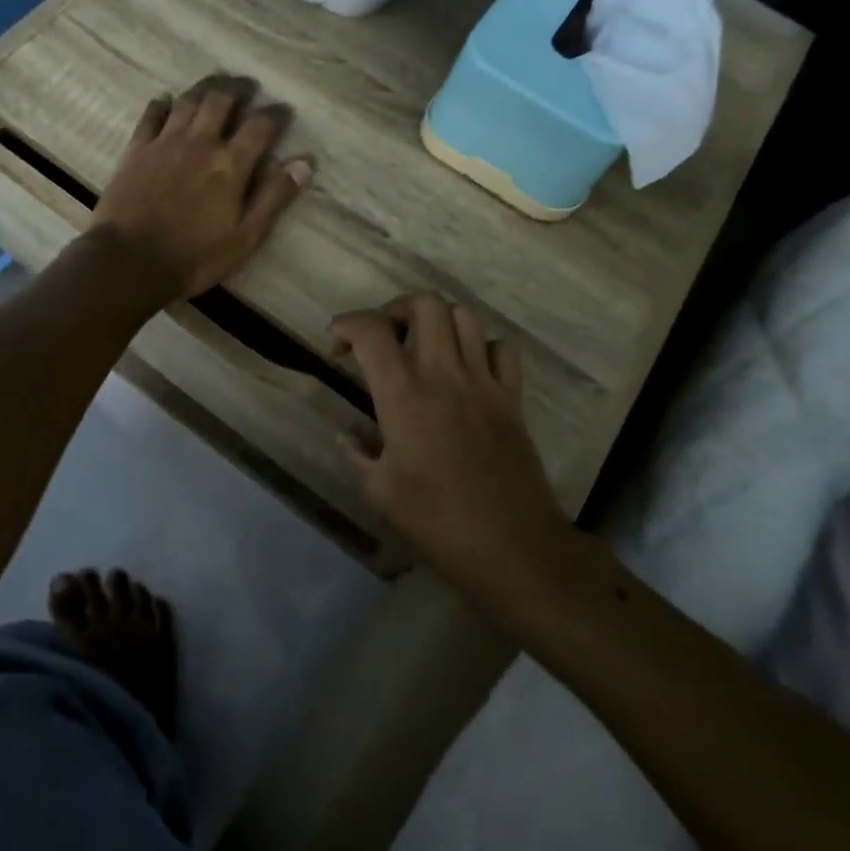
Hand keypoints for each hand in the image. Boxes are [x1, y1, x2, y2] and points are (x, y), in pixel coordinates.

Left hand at [87, 75, 312, 303]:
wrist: (129, 261)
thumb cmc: (194, 257)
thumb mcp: (246, 237)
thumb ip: (274, 198)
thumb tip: (305, 163)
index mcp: (230, 164)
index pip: (260, 126)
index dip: (275, 114)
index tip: (284, 110)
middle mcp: (199, 143)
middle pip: (221, 101)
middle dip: (238, 88)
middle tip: (248, 85)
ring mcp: (164, 143)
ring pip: (188, 101)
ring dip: (205, 88)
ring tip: (216, 83)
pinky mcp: (136, 150)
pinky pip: (151, 116)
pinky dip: (162, 104)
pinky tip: (166, 100)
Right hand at [331, 294, 565, 592]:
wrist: (513, 548)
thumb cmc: (437, 522)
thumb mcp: (379, 492)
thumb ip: (358, 452)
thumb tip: (347, 432)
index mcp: (404, 394)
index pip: (371, 330)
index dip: (345, 325)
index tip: (336, 346)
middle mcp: (444, 374)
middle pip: (425, 303)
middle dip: (396, 308)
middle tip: (384, 338)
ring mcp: (484, 382)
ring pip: (464, 315)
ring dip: (438, 321)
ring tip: (424, 347)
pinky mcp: (513, 398)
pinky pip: (502, 349)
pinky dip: (481, 347)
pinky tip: (468, 370)